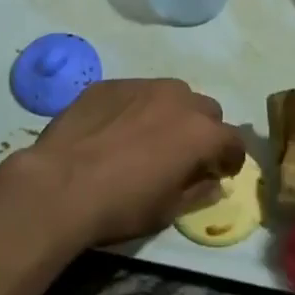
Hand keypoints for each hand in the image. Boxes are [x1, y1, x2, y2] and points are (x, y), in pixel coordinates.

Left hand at [19, 79, 246, 247]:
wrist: (61, 182)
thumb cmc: (122, 204)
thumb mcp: (168, 210)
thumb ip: (198, 191)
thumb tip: (213, 182)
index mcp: (200, 132)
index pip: (232, 139)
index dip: (230, 158)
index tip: (220, 172)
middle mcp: (177, 98)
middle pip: (206, 109)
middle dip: (203, 130)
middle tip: (186, 154)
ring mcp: (141, 85)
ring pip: (171, 93)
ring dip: (172, 112)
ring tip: (151, 136)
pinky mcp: (109, 83)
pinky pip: (135, 92)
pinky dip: (136, 107)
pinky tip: (116, 129)